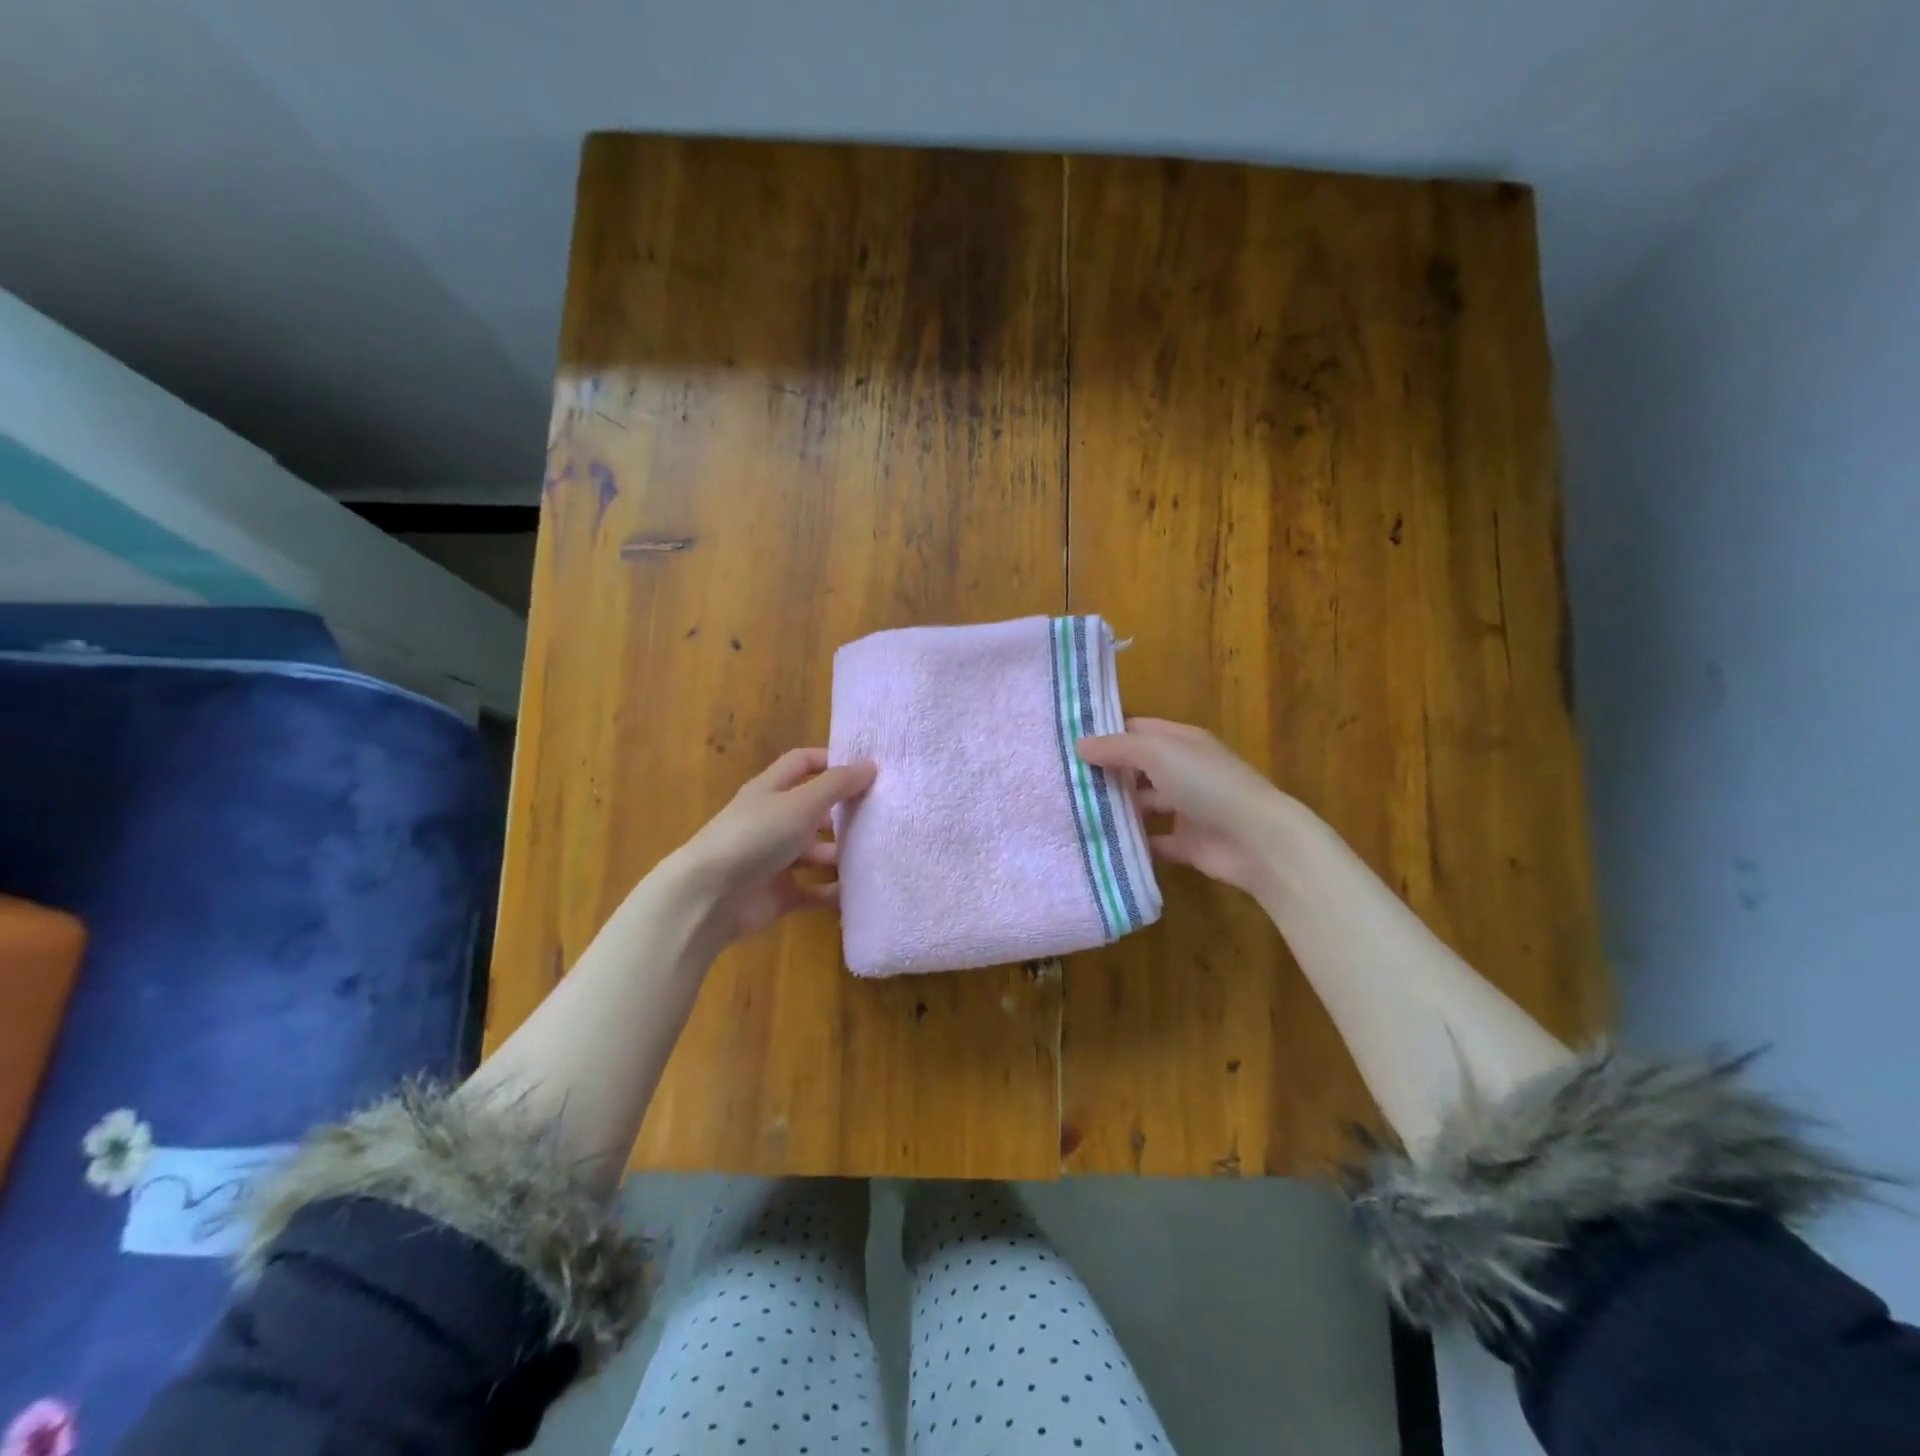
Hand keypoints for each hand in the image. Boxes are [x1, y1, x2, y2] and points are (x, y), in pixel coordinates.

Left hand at [670, 748, 876, 946]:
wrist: (710, 897)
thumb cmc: (757, 836)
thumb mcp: (802, 803)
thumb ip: (838, 785)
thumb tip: (870, 766)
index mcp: (770, 790)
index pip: (802, 764)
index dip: (830, 761)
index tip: (865, 770)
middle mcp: (772, 821)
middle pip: (812, 810)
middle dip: (843, 813)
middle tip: (879, 817)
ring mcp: (774, 860)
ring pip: (815, 852)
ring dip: (841, 854)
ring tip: (875, 856)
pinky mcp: (779, 894)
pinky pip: (814, 890)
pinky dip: (834, 891)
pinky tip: (860, 892)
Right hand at [1077, 719, 1297, 896]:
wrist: (1256, 840)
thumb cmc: (1206, 784)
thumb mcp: (1157, 753)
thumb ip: (1117, 748)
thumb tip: (1079, 744)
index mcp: (1182, 742)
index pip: (1138, 730)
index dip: (1107, 735)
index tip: (1070, 746)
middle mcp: (1184, 771)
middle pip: (1138, 768)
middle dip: (1107, 774)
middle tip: (1065, 783)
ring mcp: (1187, 808)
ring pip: (1144, 804)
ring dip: (1118, 809)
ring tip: (1076, 814)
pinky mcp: (1188, 843)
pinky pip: (1154, 841)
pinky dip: (1134, 843)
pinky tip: (1104, 844)